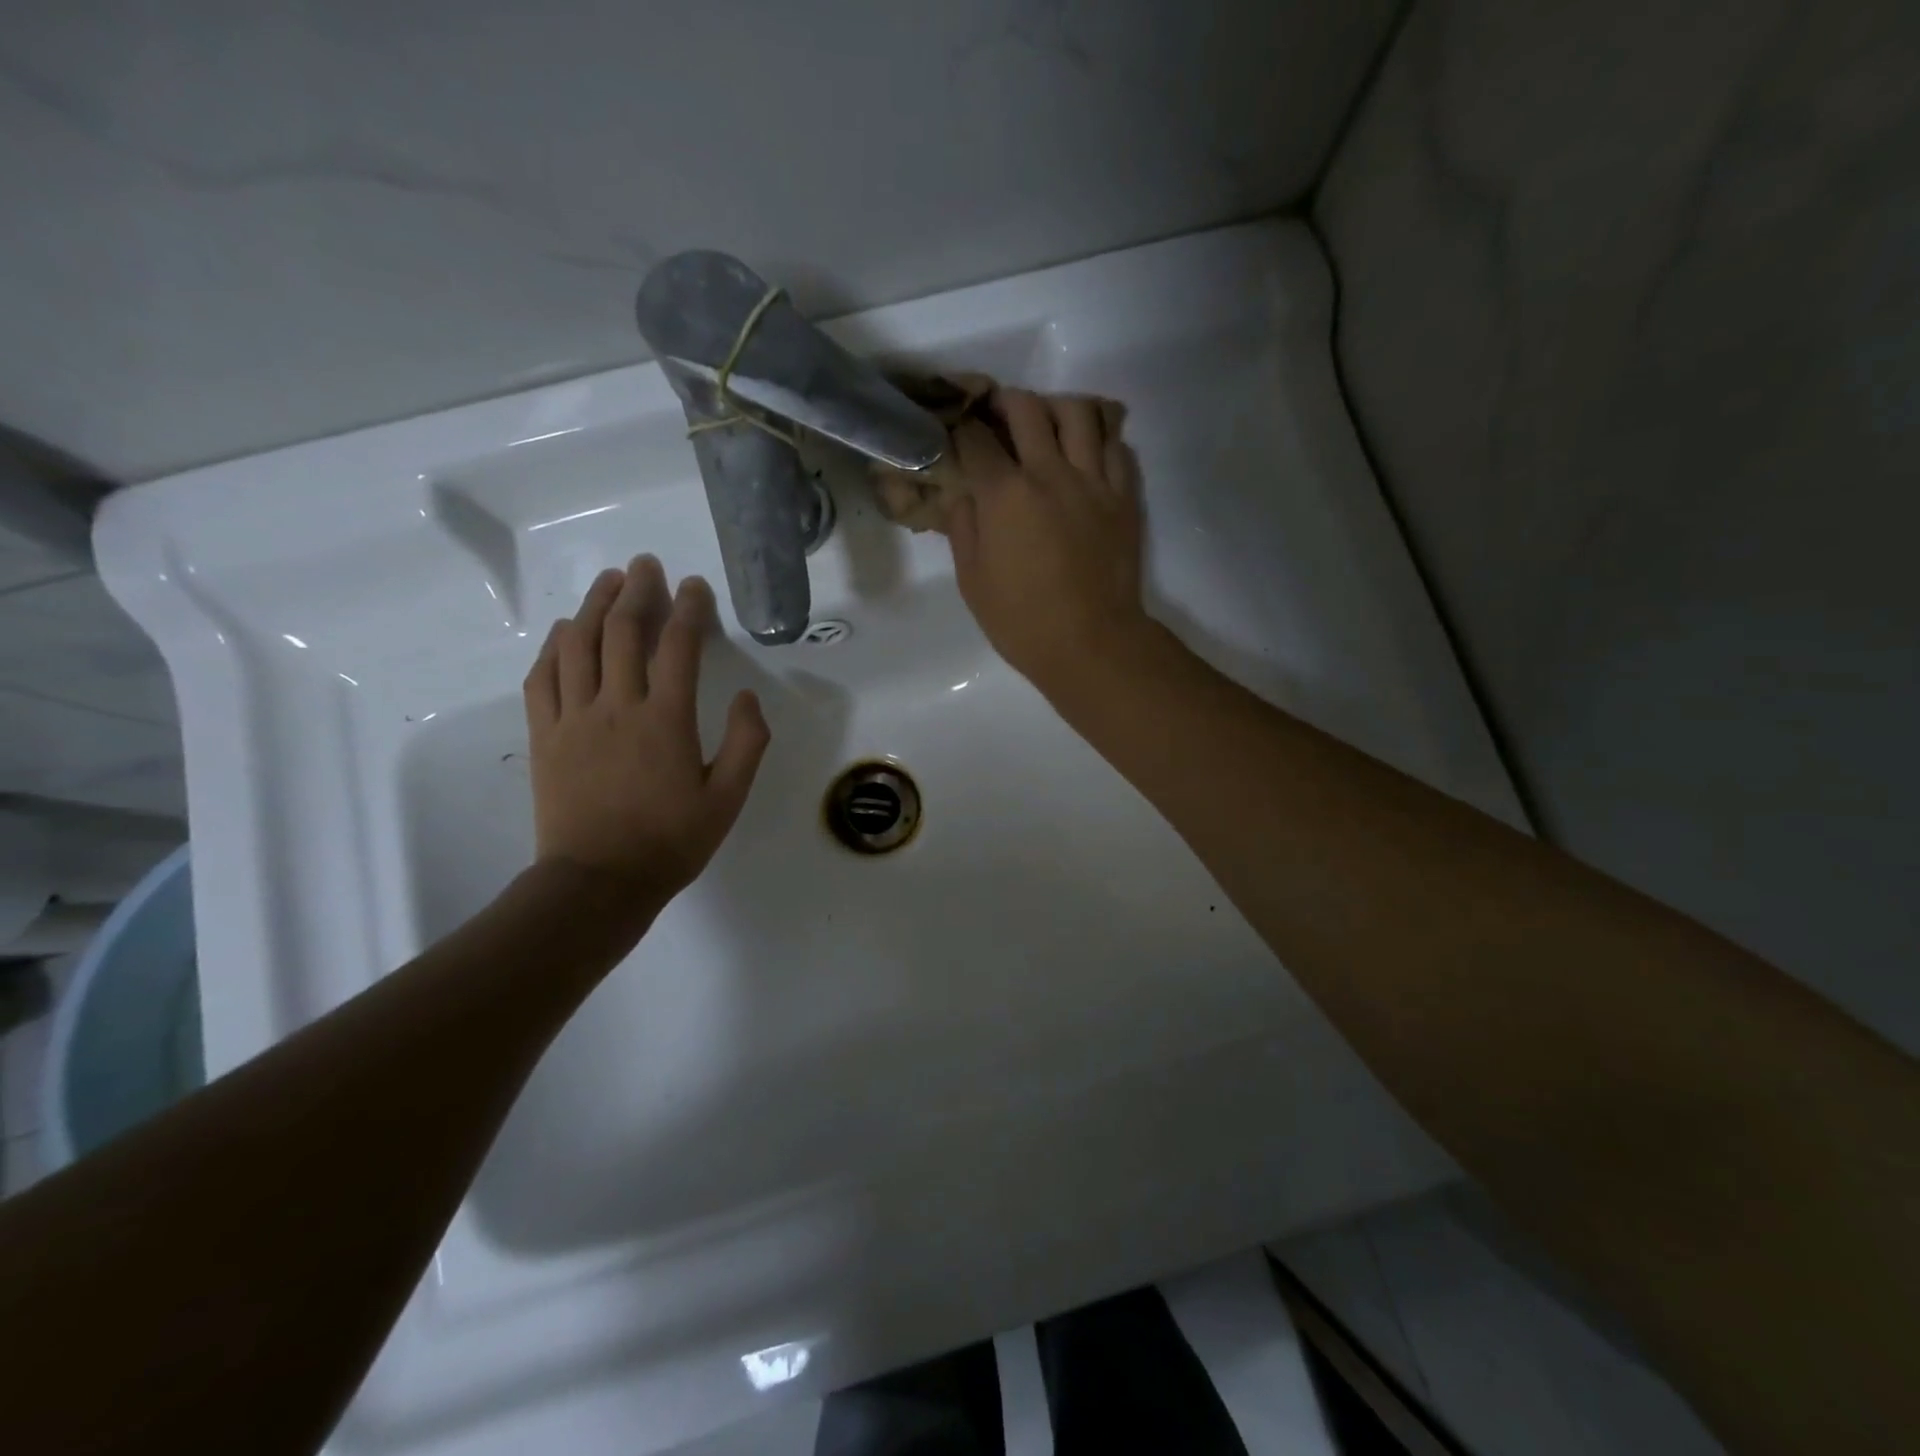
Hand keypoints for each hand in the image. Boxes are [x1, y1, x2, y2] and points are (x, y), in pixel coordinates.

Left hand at [523, 556, 769, 907]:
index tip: (695, 586)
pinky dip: (555, 646)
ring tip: (609, 581)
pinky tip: (566, 631)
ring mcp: (574, 717)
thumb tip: (748, 698)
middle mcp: (618, 706)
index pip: (678, 647)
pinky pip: (543, 676)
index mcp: (666, 720)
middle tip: (647, 565)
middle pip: (624, 631)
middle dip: (638, 590)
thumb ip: (747, 744)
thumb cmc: (670, 842)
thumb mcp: (728, 799)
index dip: (689, 609)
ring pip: (579, 644)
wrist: (598, 882)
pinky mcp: (544, 734)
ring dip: (595, 606)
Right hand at [947, 389, 1154, 697]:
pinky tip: (1085, 451)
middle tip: (996, 417)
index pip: (976, 440)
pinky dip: (1098, 436)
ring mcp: (1093, 481)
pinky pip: (1116, 445)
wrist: (1091, 644)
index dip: (960, 430)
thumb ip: (963, 529)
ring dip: (1055, 408)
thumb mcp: (973, 582)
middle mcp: (1050, 473)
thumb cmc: (1022, 622)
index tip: (956, 435)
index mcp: (1005, 495)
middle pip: (1026, 408)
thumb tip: (964, 495)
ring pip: (1079, 412)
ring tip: (1046, 424)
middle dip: (1003, 403)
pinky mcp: (1124, 497)